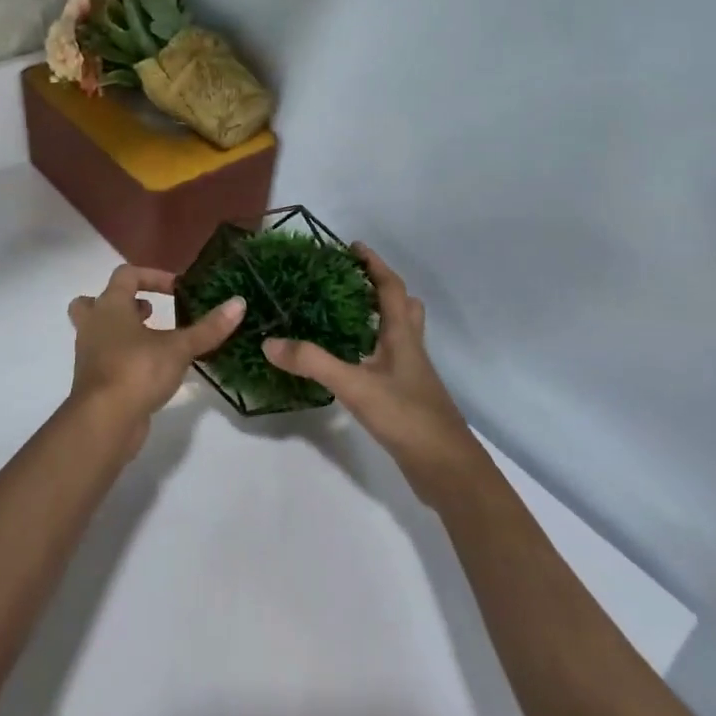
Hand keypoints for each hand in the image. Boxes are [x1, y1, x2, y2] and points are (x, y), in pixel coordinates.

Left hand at [68, 264, 244, 453]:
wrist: (103, 422)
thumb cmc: (137, 371)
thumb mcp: (179, 348)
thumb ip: (208, 328)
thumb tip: (239, 303)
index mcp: (110, 306)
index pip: (127, 275)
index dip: (153, 276)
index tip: (178, 290)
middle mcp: (94, 325)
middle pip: (95, 301)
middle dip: (122, 302)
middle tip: (149, 312)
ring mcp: (89, 354)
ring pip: (98, 331)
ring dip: (123, 331)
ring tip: (154, 340)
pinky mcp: (93, 381)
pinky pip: (106, 358)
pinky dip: (124, 357)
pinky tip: (151, 368)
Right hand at [263, 244, 484, 504]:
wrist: (446, 468)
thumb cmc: (407, 417)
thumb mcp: (355, 386)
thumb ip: (313, 363)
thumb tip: (269, 342)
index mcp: (402, 336)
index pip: (391, 288)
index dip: (374, 264)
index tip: (353, 247)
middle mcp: (409, 348)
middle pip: (402, 307)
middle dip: (379, 289)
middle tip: (349, 282)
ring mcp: (410, 374)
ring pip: (397, 334)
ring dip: (376, 319)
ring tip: (341, 316)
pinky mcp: (406, 396)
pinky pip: (387, 360)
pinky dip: (369, 350)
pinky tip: (347, 363)